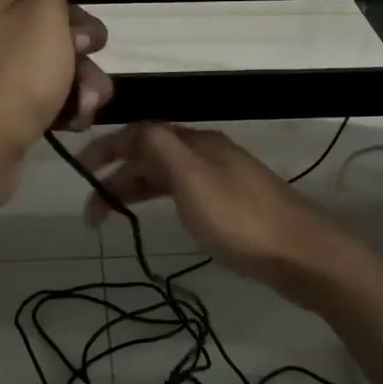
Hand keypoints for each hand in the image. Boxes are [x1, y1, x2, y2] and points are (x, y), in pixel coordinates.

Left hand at [0, 0, 112, 205]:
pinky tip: (73, 123)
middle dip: (82, 44)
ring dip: (82, 81)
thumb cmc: (15, 75)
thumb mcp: (42, 12)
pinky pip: (47, 97)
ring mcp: (0, 73)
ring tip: (86, 103)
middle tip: (86, 54)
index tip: (78, 9)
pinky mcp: (8, 109)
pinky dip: (65, 107)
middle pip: (52, 23)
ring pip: (57, 64)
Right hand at [78, 122, 348, 285]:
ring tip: (112, 217)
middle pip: (154, 154)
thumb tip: (134, 130)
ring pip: (168, 174)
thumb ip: (160, 149)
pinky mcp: (234, 204)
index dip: (109, 147)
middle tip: (92, 209)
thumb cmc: (239, 219)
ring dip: (137, 189)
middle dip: (118, 175)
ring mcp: (224, 178)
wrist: (301, 253)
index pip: (143, 133)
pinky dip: (161, 198)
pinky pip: (184, 191)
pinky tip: (157, 215)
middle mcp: (209, 153)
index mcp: (197, 143)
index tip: (81, 170)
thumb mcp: (192, 179)